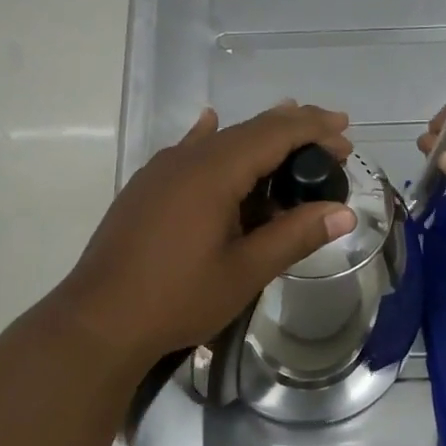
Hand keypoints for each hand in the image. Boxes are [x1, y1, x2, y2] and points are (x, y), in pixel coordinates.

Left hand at [54, 102, 356, 370]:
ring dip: (257, 139)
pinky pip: (187, 151)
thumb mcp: (245, 271)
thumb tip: (344, 212)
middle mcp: (185, 159)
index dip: (314, 129)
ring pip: (217, 140)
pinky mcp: (144, 188)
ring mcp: (159, 171)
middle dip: (292, 132)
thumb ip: (295, 236)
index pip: (274, 133)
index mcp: (213, 172)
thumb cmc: (177, 298)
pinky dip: (212, 140)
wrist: (99, 320)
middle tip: (332, 145)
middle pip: (248, 130)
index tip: (346, 135)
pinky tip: (210, 126)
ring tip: (289, 142)